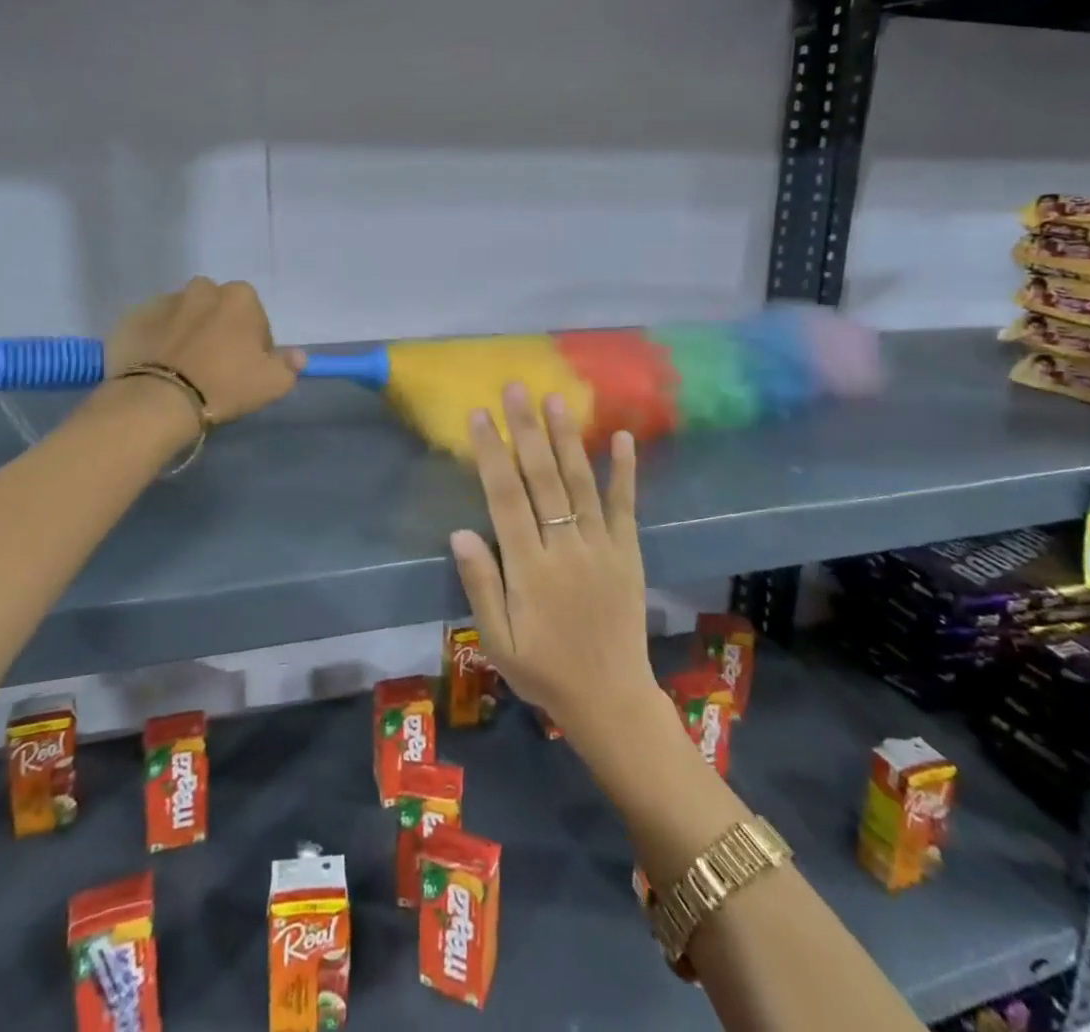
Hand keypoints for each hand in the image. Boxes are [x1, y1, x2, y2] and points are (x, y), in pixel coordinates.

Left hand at [104, 278, 304, 423]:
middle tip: (214, 366)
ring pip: (183, 315)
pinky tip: (156, 367)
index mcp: (240, 298)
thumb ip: (289, 365)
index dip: (253, 343)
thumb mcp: (273, 383)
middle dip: (218, 329)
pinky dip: (156, 340)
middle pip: (217, 309)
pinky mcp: (132, 317)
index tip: (245, 368)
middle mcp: (202, 289)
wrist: (158, 400)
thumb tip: (297, 355)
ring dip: (186, 332)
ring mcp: (163, 301)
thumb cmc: (225, 386)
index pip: (255, 317)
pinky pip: (152, 327)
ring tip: (181, 368)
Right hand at [447, 384, 654, 742]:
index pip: (505, 498)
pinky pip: (625, 506)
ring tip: (555, 400)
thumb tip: (461, 532)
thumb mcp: (498, 640)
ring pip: (581, 482)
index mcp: (530, 568)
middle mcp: (566, 547)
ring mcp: (602, 547)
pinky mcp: (628, 552)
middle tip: (515, 388)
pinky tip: (622, 436)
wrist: (611, 699)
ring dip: (567, 438)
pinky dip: (625, 471)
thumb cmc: (544, 670)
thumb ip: (480, 585)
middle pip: (542, 478)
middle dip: (526, 430)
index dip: (491, 453)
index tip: (480, 416)